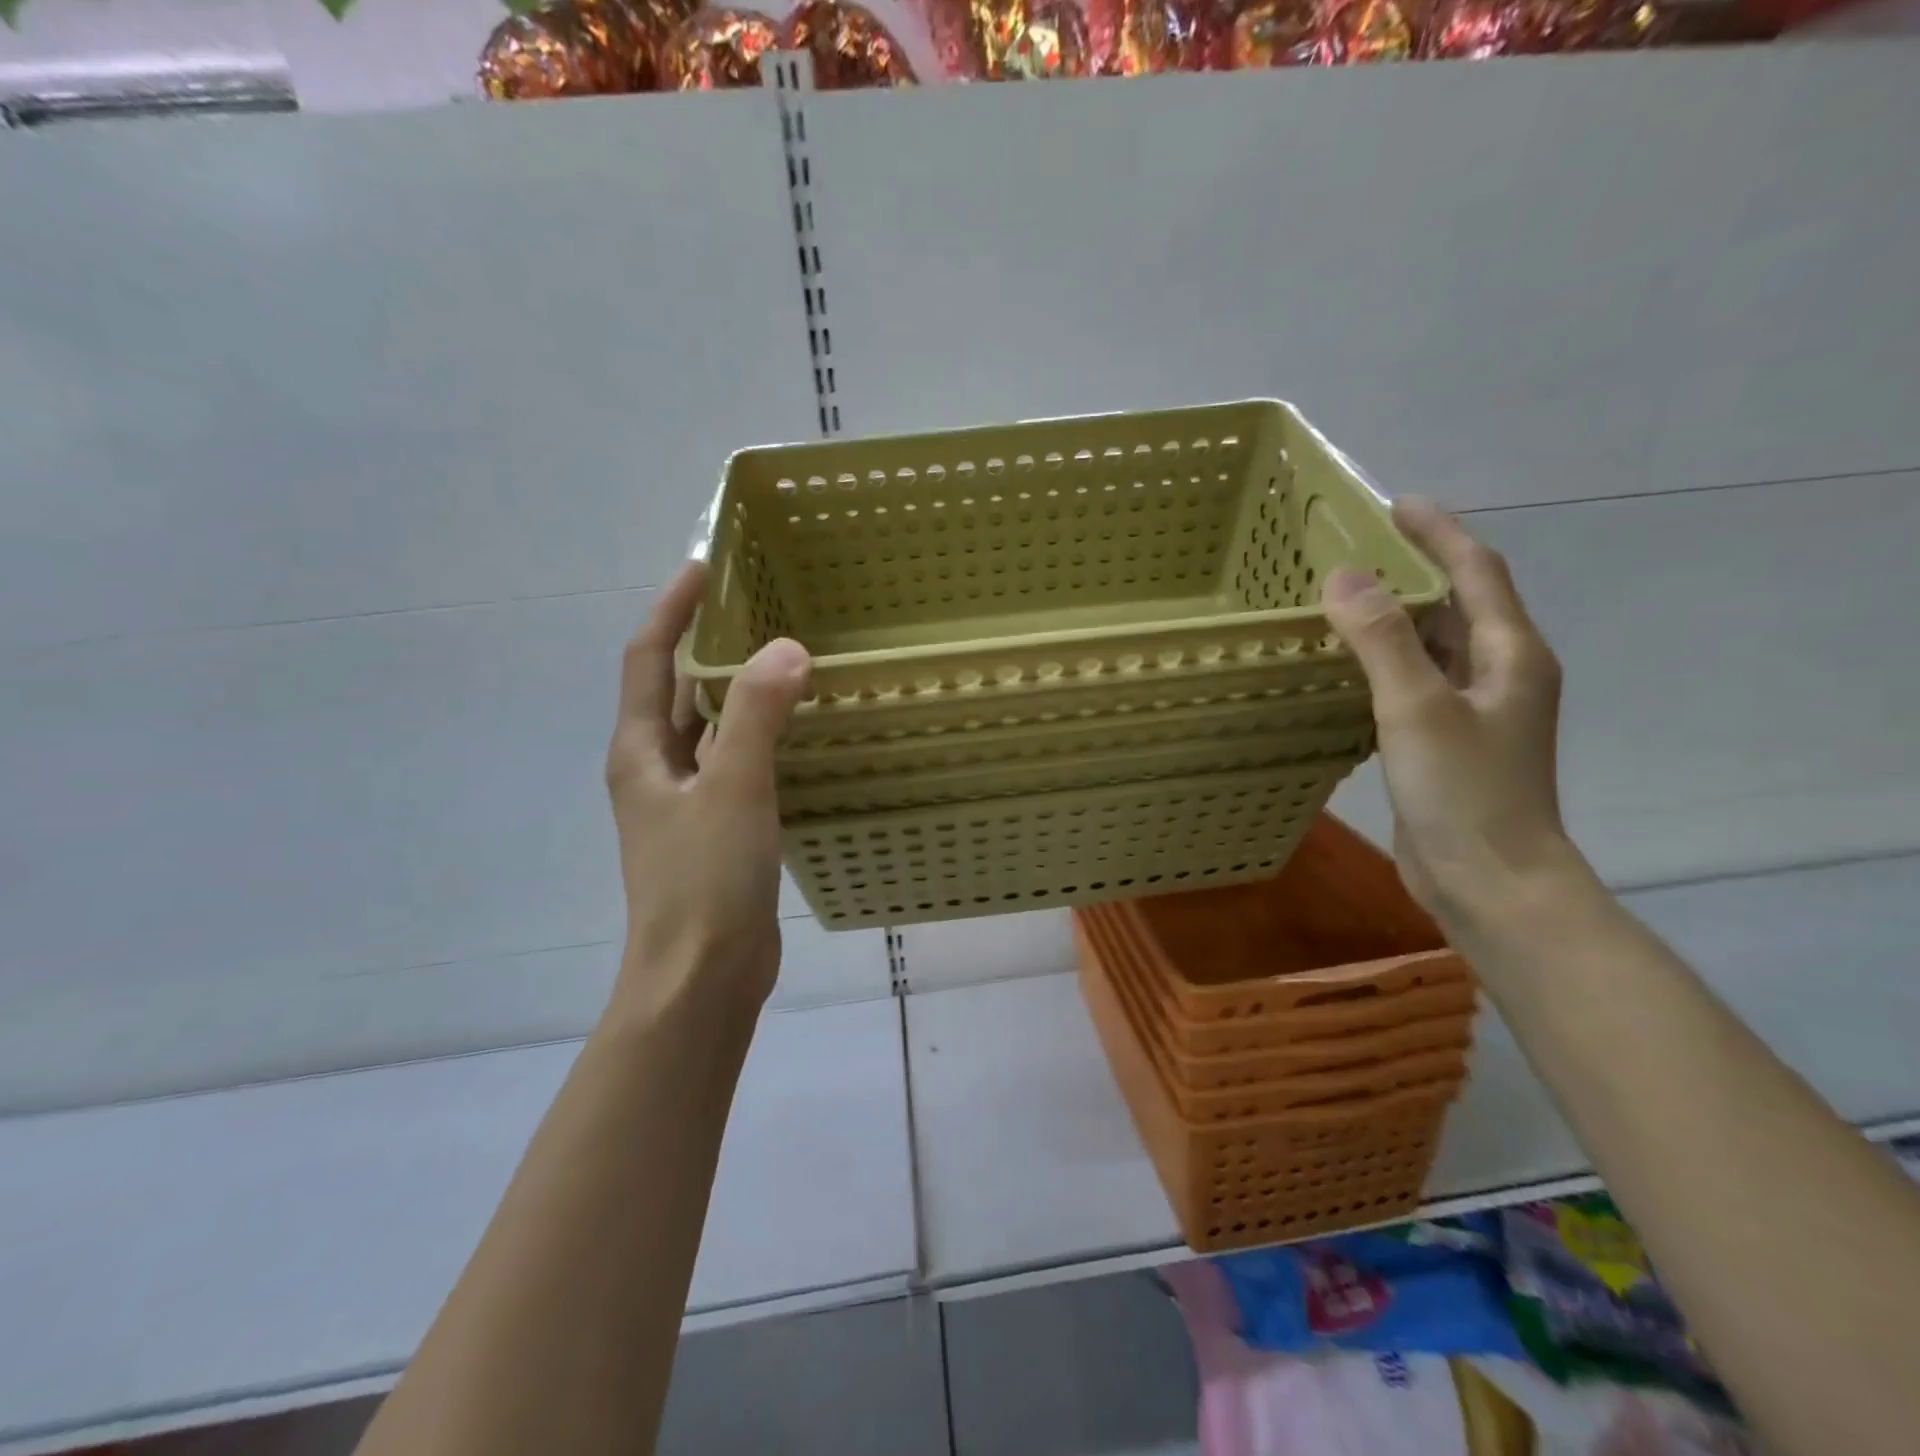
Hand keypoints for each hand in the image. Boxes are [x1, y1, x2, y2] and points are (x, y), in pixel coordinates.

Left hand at [605, 562, 810, 1019]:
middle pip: (679, 690)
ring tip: (788, 657)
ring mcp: (687, 802)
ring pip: (713, 729)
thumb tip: (787, 647)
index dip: (672, 609)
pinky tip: (801, 730)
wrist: (703, 976)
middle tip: (762, 607)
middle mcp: (657, 769)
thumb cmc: (704, 880)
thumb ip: (757, 716)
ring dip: (741, 692)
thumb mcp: (733, 788)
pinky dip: (763, 738)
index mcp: (641, 751)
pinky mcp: (719, 829)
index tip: (706, 567)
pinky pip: (739, 764)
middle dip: (711, 645)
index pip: (649, 658)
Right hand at [1321, 499, 1580, 927]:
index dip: (1438, 533)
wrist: (1491, 882)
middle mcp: (1497, 674)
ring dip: (1392, 619)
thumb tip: (1343, 575)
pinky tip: (1342, 668)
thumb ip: (1382, 641)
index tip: (1394, 503)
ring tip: (1339, 600)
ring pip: (1431, 646)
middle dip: (1410, 571)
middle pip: (1455, 604)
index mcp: (1509, 654)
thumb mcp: (1418, 709)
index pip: (1476, 571)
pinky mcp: (1445, 742)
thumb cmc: (1465, 792)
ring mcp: (1472, 711)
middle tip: (1352, 550)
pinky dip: (1381, 664)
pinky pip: (1412, 683)